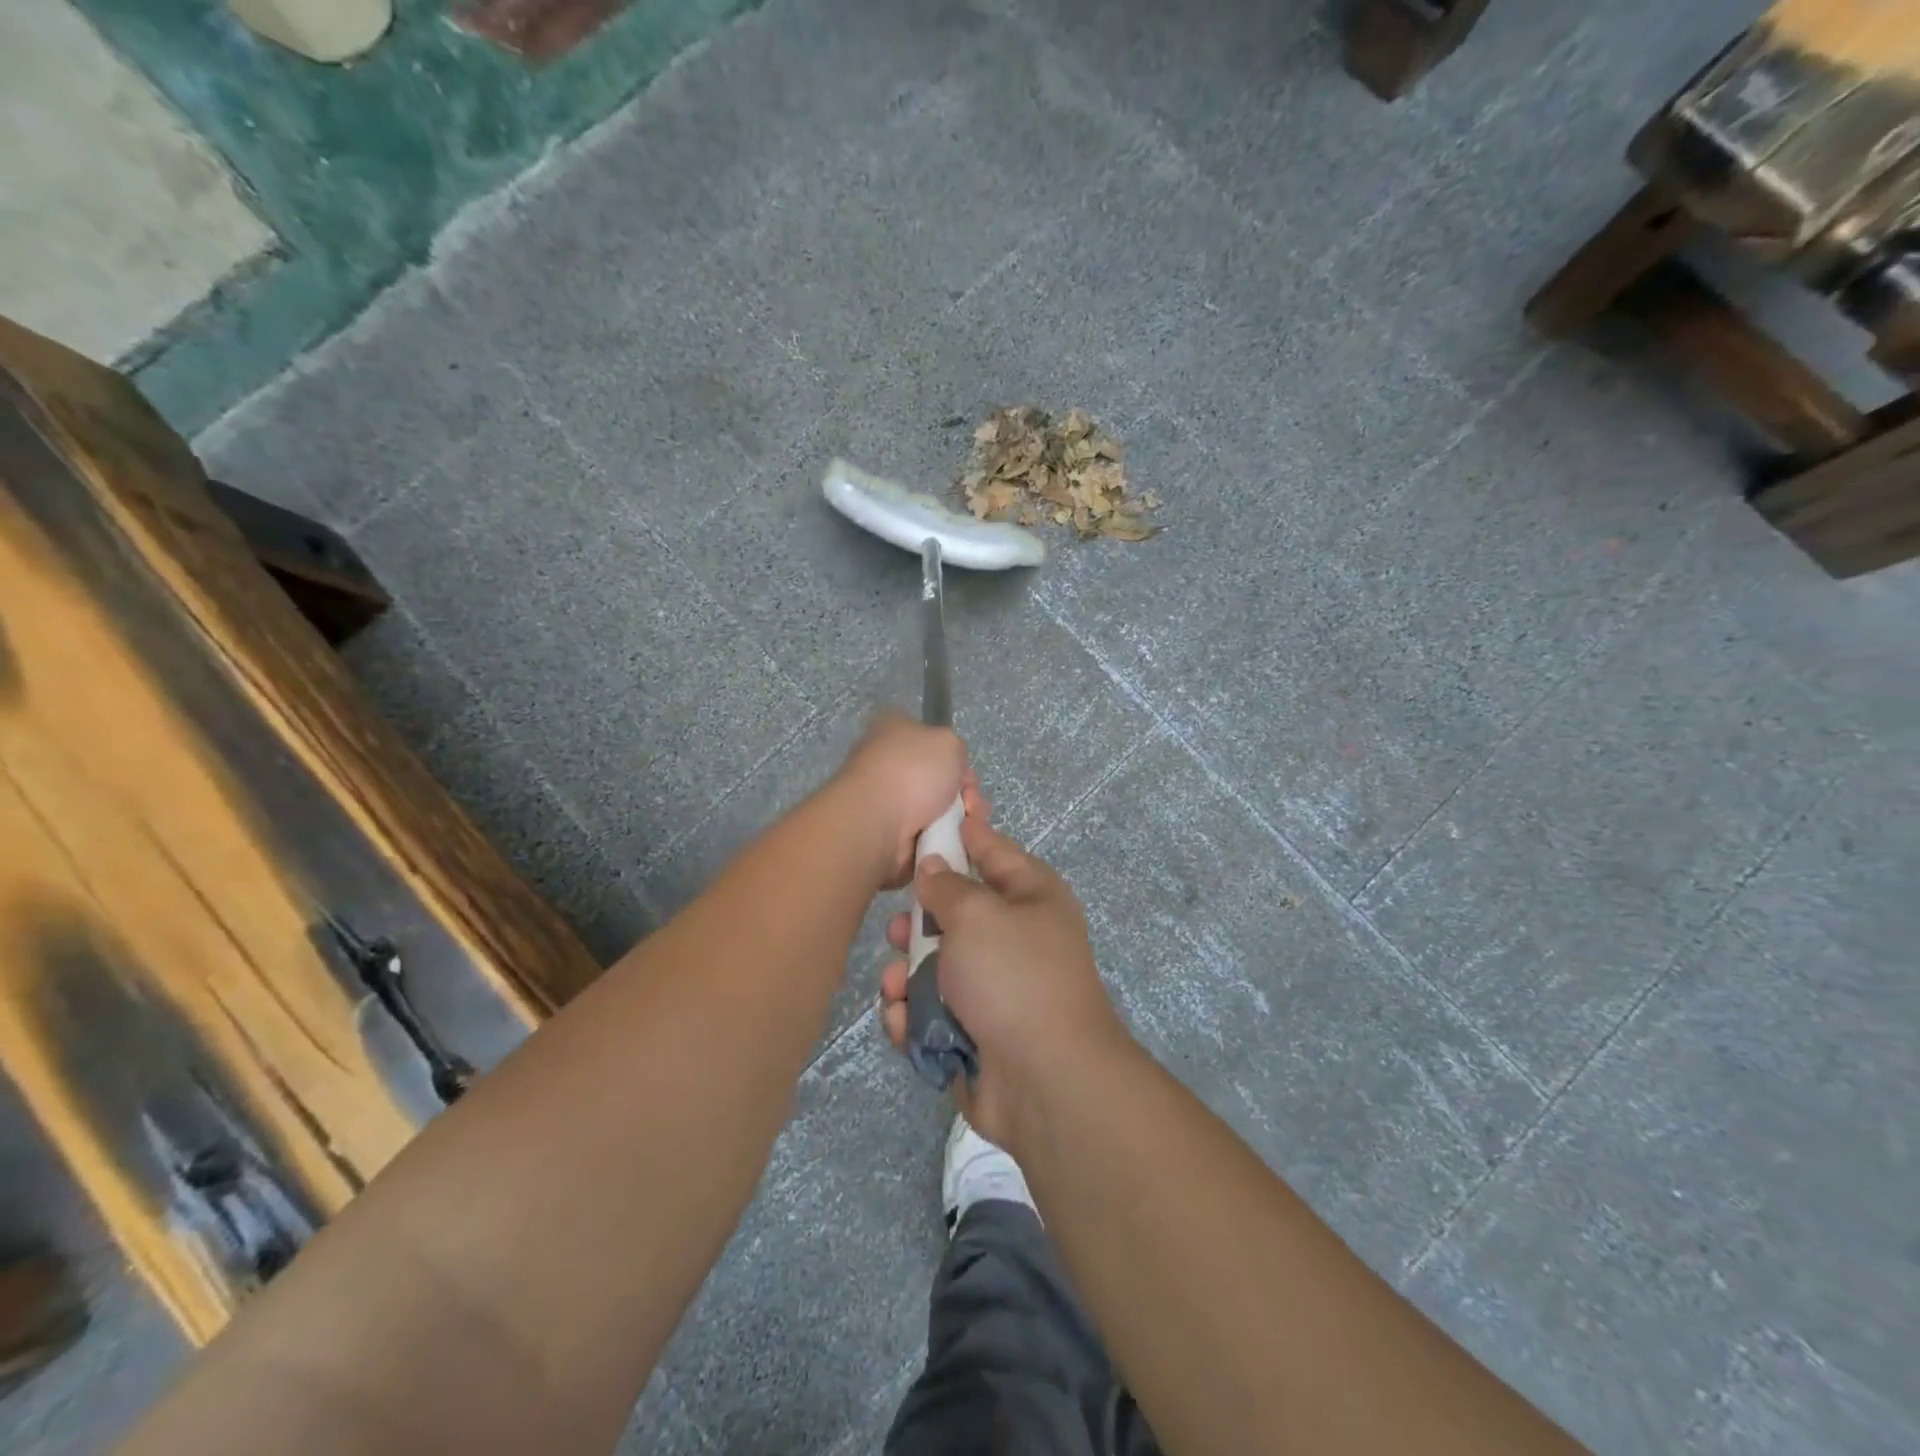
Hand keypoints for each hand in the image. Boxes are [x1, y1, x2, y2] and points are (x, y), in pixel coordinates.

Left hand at [832, 712, 969, 887]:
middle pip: (941, 779)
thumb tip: (949, 767)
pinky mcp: (892, 835)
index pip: (934, 743)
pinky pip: (931, 835)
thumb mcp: (948, 741)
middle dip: (964, 794)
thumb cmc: (912, 771)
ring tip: (967, 827)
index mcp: (894, 732)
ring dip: (960, 819)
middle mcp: (889, 764)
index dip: (957, 759)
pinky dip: (946, 840)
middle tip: (971, 804)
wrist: (876, 822)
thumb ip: (956, 748)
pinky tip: (956, 841)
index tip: (967, 775)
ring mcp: (888, 801)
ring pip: (940, 810)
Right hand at [879, 807, 1126, 1151]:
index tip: (923, 818)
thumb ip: (947, 885)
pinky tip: (904, 1021)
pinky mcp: (973, 1029)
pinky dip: (914, 1015)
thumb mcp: (977, 915)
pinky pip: (931, 1009)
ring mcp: (994, 986)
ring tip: (898, 985)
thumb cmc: (1014, 977)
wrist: (1045, 1081)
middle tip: (898, 931)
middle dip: (918, 922)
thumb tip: (933, 865)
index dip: (958, 831)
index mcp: (1030, 895)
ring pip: (934, 963)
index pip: (990, 848)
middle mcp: (1014, 935)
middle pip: (953, 912)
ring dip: (908, 974)